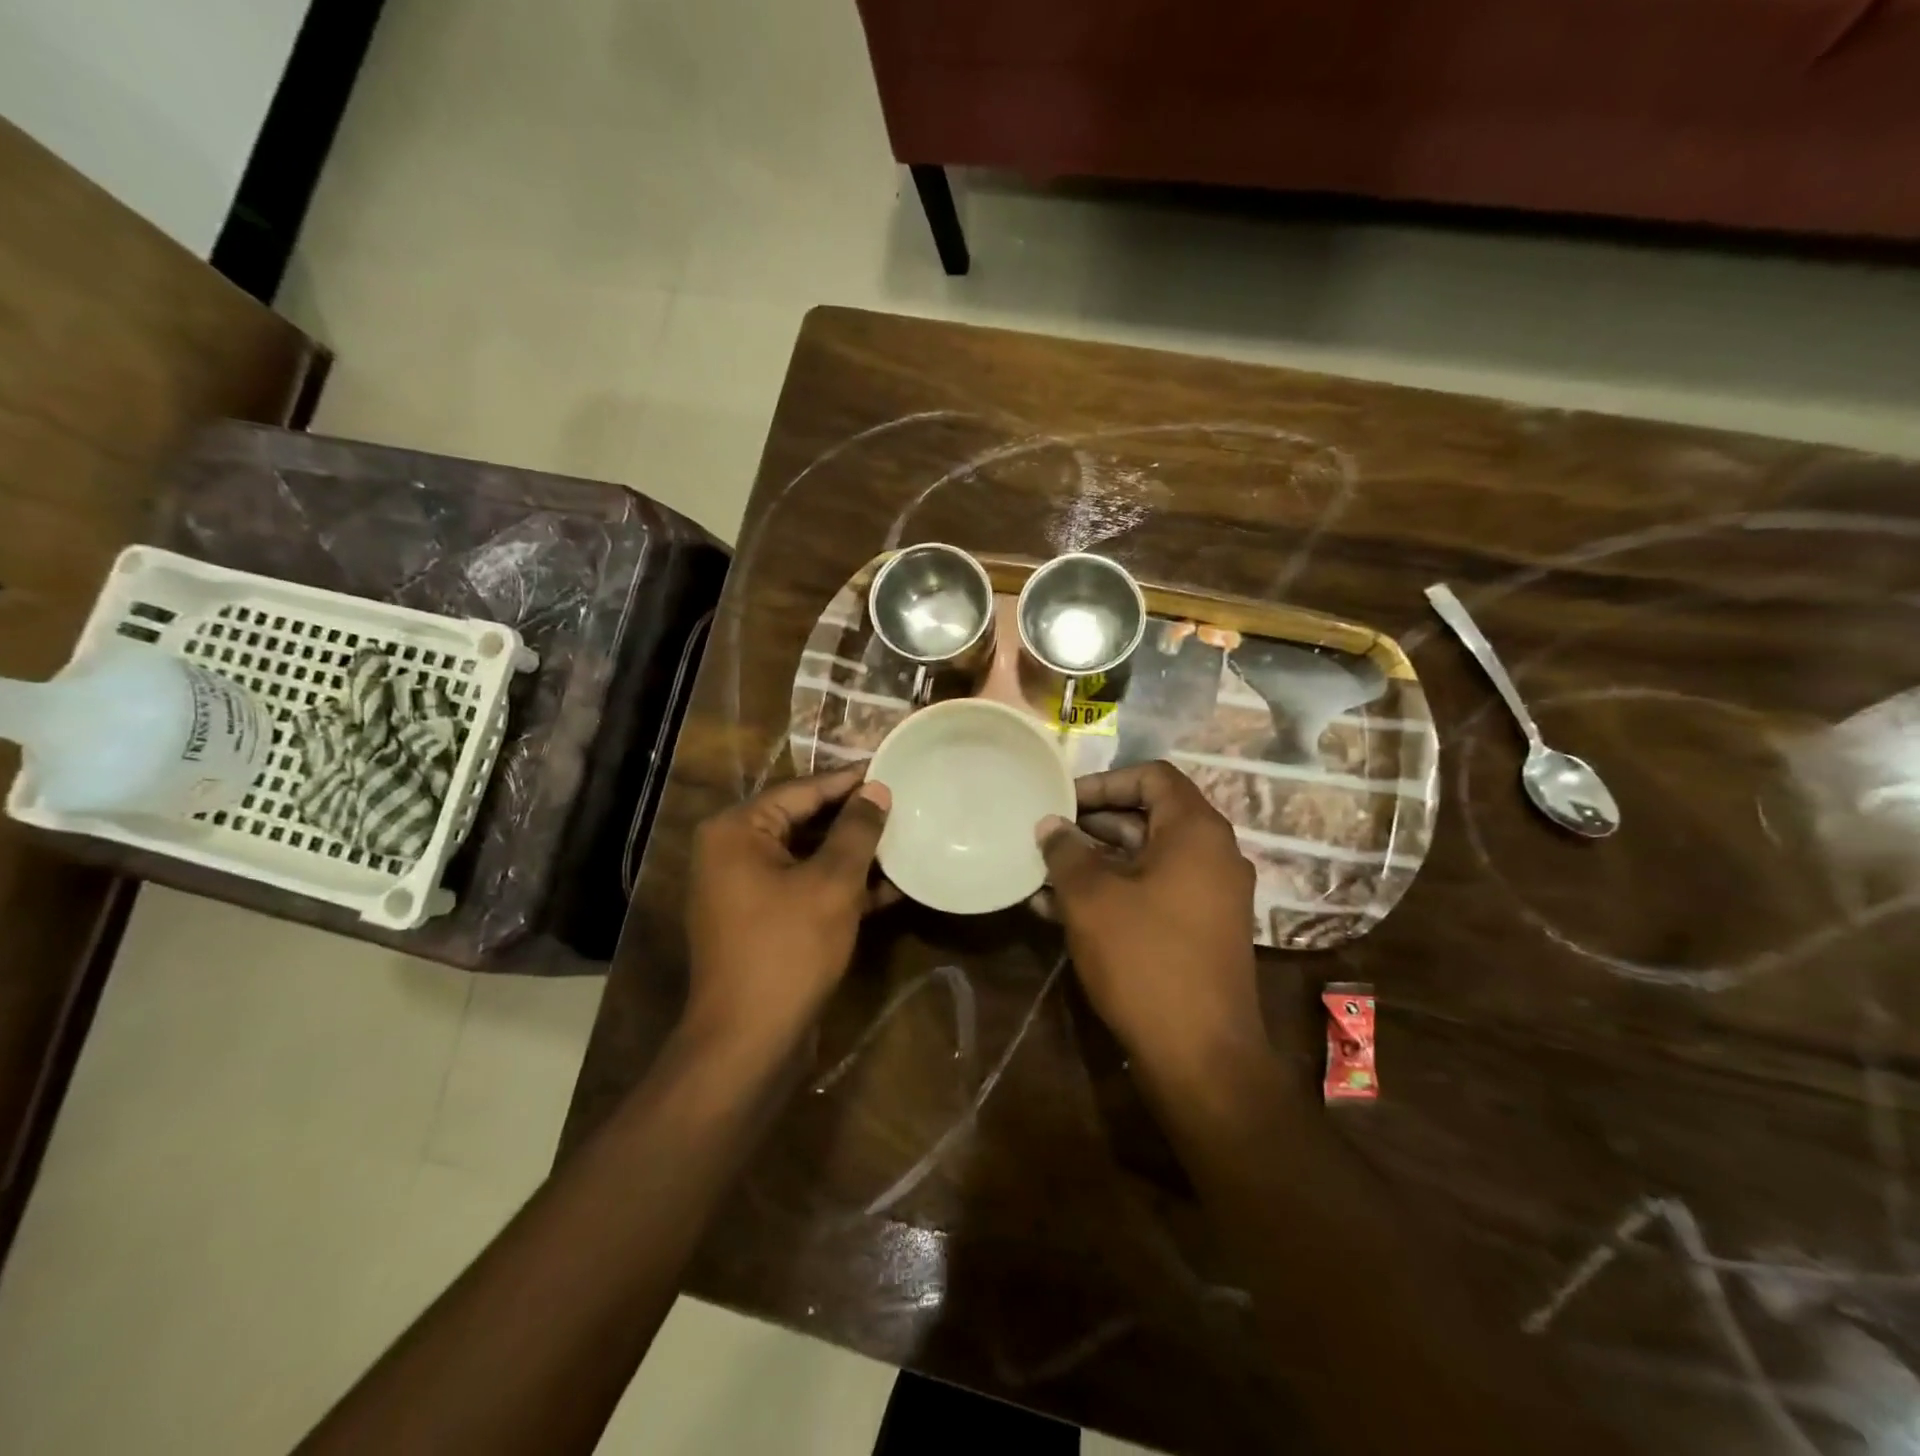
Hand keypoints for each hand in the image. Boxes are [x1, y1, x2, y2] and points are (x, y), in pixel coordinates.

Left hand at [685, 767, 891, 1049]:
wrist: (748, 1042)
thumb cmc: (788, 949)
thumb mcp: (832, 883)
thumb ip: (856, 831)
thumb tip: (877, 789)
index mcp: (737, 831)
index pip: (803, 791)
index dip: (851, 781)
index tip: (893, 769)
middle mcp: (733, 852)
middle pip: (804, 821)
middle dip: (855, 819)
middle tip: (904, 804)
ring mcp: (745, 889)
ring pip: (808, 857)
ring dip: (854, 855)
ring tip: (905, 841)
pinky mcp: (763, 921)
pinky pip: (805, 888)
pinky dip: (842, 887)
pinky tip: (890, 888)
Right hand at [1038, 761, 1260, 1078]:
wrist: (1200, 1055)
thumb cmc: (1144, 958)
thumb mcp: (1091, 898)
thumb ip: (1066, 851)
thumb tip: (1050, 825)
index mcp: (1196, 831)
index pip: (1153, 776)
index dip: (1105, 781)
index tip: (1063, 801)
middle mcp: (1212, 854)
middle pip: (1148, 816)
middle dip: (1091, 825)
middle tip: (1046, 837)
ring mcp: (1209, 896)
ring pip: (1145, 859)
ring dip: (1094, 863)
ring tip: (1041, 874)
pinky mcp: (1199, 931)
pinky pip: (1152, 893)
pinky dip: (1113, 892)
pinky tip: (1058, 909)